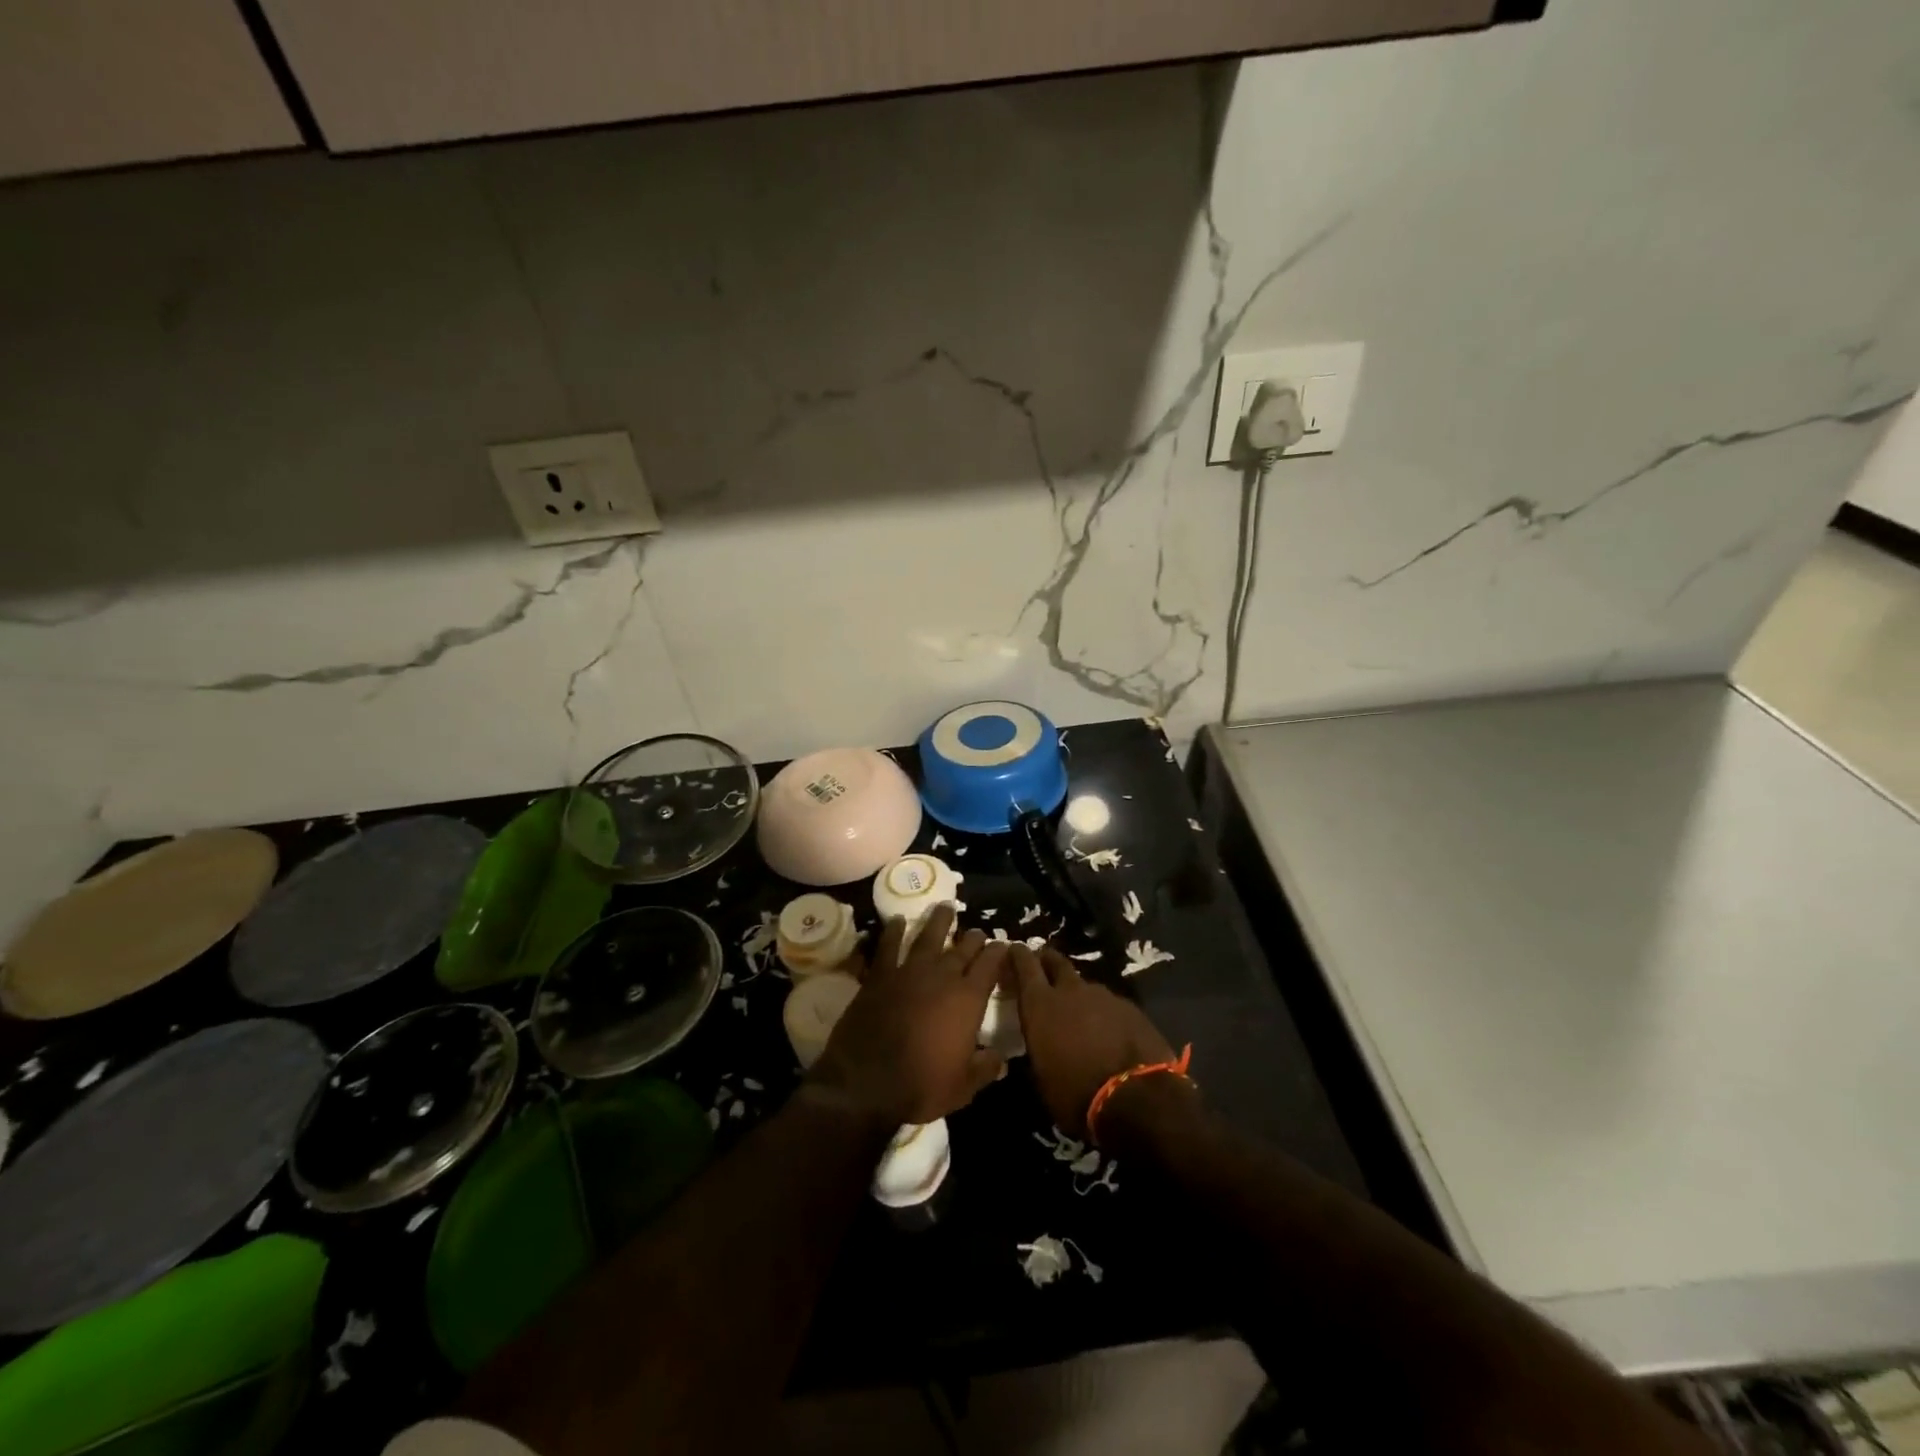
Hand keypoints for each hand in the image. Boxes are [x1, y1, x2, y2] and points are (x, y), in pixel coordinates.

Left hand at [806, 905, 1008, 1126]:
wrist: (867, 1082)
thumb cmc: (921, 1086)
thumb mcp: (963, 1087)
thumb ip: (985, 1069)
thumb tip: (1001, 1059)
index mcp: (967, 1000)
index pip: (990, 965)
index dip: (998, 952)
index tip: (1003, 944)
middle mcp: (942, 977)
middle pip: (962, 948)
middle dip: (973, 937)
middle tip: (979, 931)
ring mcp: (909, 972)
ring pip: (927, 937)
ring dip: (938, 921)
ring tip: (945, 907)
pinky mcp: (880, 976)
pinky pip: (888, 946)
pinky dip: (893, 932)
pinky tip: (896, 921)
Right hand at [1010, 944, 1177, 1138]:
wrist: (1137, 1098)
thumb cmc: (1076, 1094)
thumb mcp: (1041, 1078)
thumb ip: (1037, 1048)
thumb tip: (1040, 1043)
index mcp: (1040, 1005)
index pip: (1024, 965)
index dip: (1018, 955)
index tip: (1014, 949)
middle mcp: (1070, 991)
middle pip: (1055, 962)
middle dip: (1046, 961)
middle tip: (1042, 967)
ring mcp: (1103, 995)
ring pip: (1084, 985)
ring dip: (1078, 994)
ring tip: (1079, 1012)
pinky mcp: (1130, 1007)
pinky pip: (1109, 1003)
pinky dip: (1103, 1012)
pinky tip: (1108, 1031)